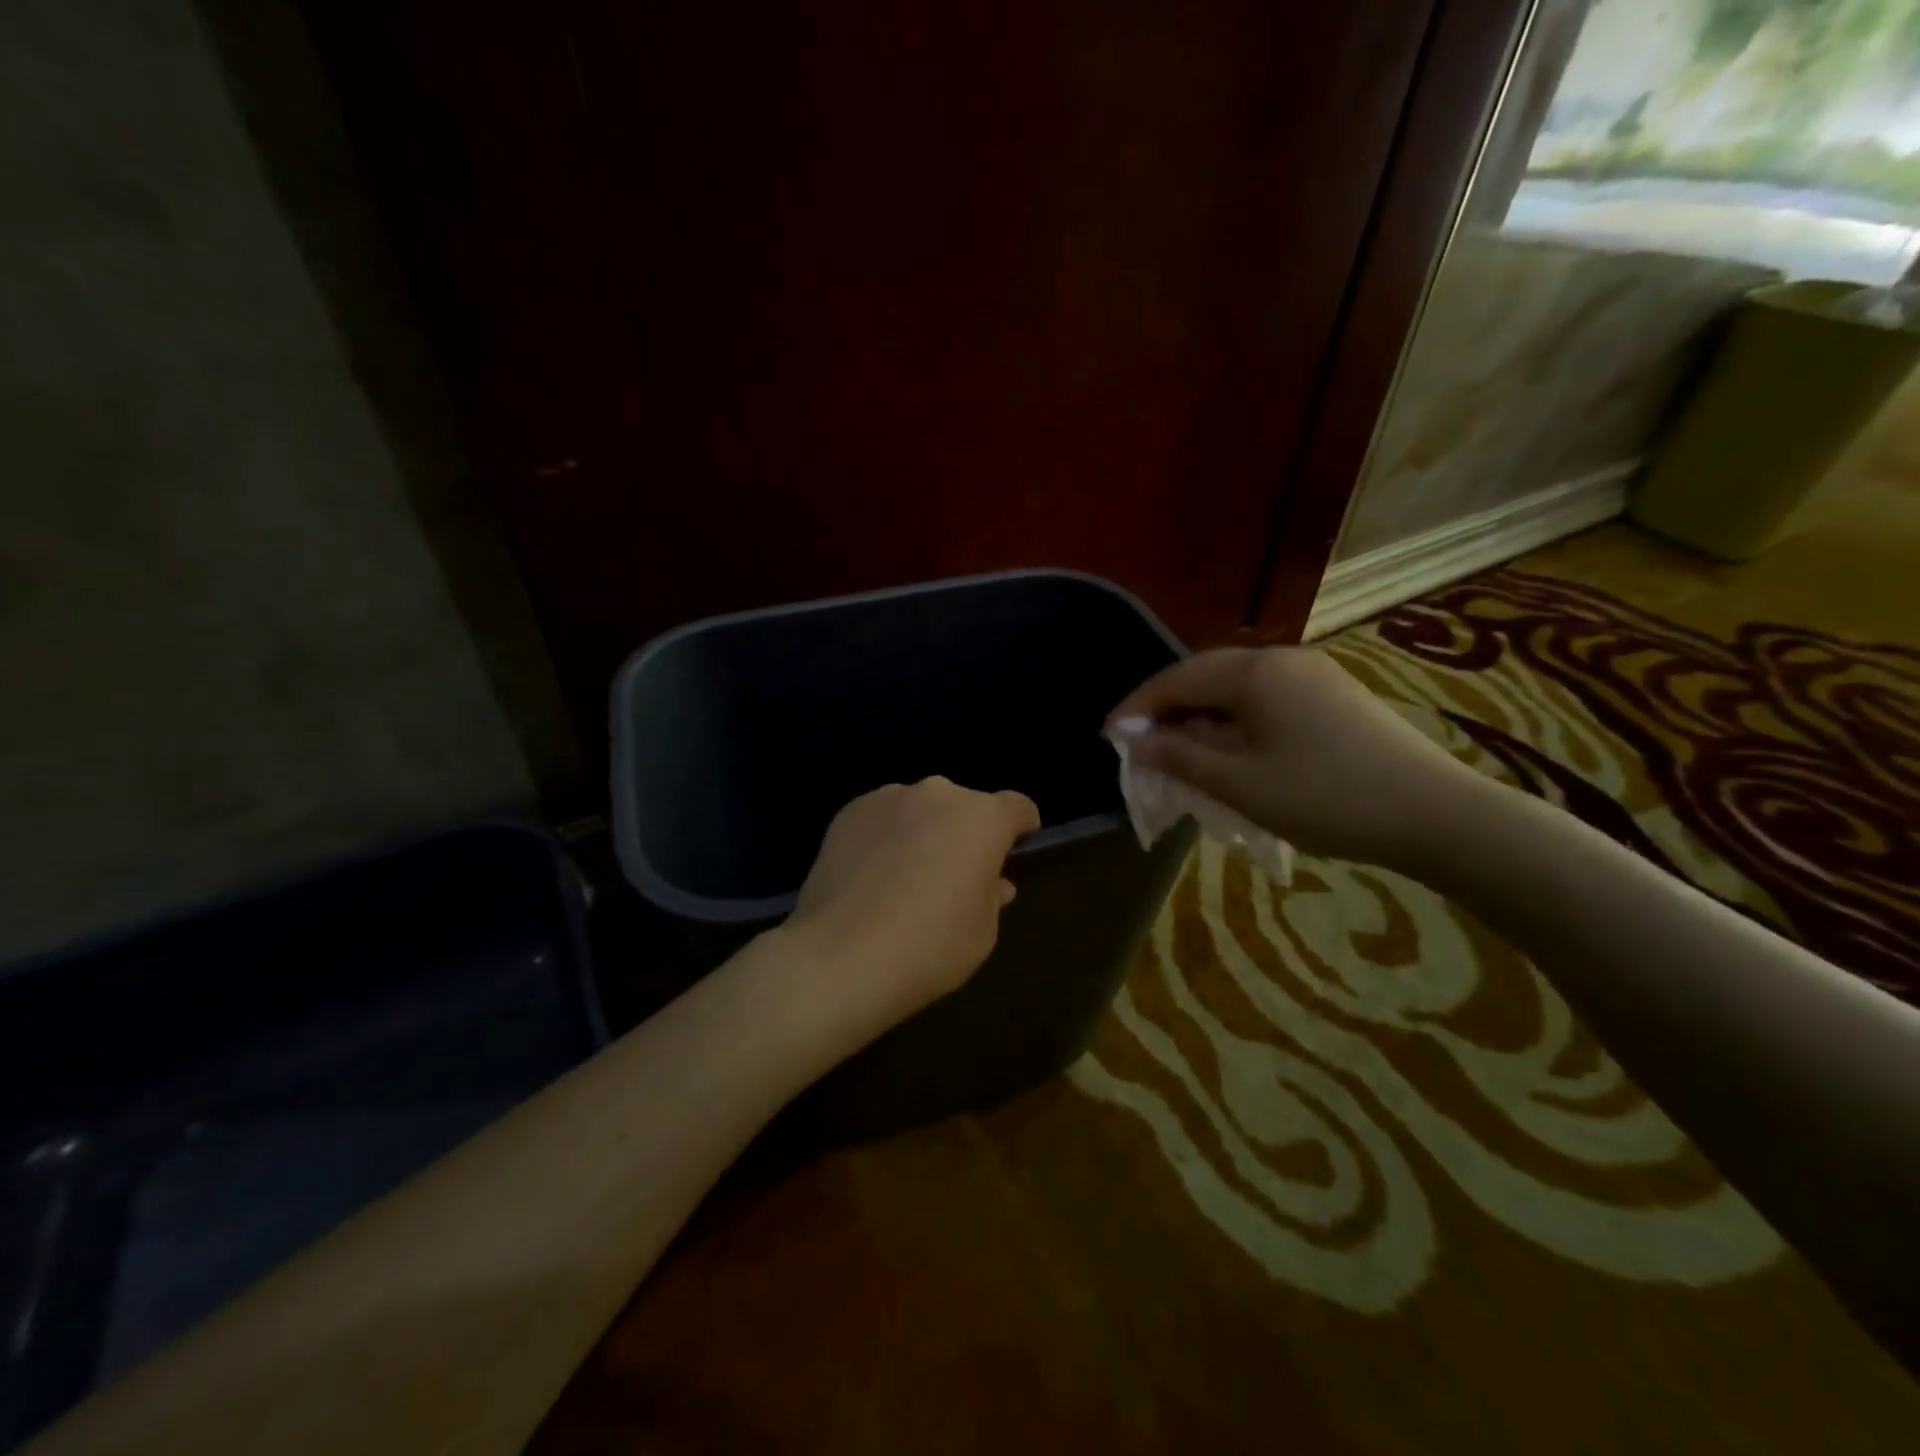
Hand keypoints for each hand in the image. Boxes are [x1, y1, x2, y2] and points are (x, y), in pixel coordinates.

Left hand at [778, 777, 1040, 1043]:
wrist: (841, 957)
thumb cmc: (929, 947)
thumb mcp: (982, 932)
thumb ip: (992, 895)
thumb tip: (992, 882)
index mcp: (982, 818)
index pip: (1017, 807)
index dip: (1020, 828)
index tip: (1013, 852)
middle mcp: (938, 794)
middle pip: (964, 807)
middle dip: (965, 833)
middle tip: (952, 876)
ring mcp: (889, 798)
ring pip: (920, 809)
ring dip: (923, 832)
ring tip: (904, 877)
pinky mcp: (849, 811)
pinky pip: (882, 818)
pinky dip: (885, 837)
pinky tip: (871, 876)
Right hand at [1107, 647, 1488, 870]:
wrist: (1434, 813)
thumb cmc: (1325, 797)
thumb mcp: (1239, 783)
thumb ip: (1179, 755)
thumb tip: (1133, 739)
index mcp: (1254, 672)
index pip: (1176, 679)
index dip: (1137, 707)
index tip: (1107, 736)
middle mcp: (1280, 659)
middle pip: (1205, 675)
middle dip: (1167, 708)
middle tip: (1140, 745)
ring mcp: (1311, 673)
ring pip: (1236, 686)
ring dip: (1201, 714)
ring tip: (1180, 750)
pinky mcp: (1332, 693)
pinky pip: (1264, 696)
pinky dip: (1234, 718)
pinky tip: (1231, 747)